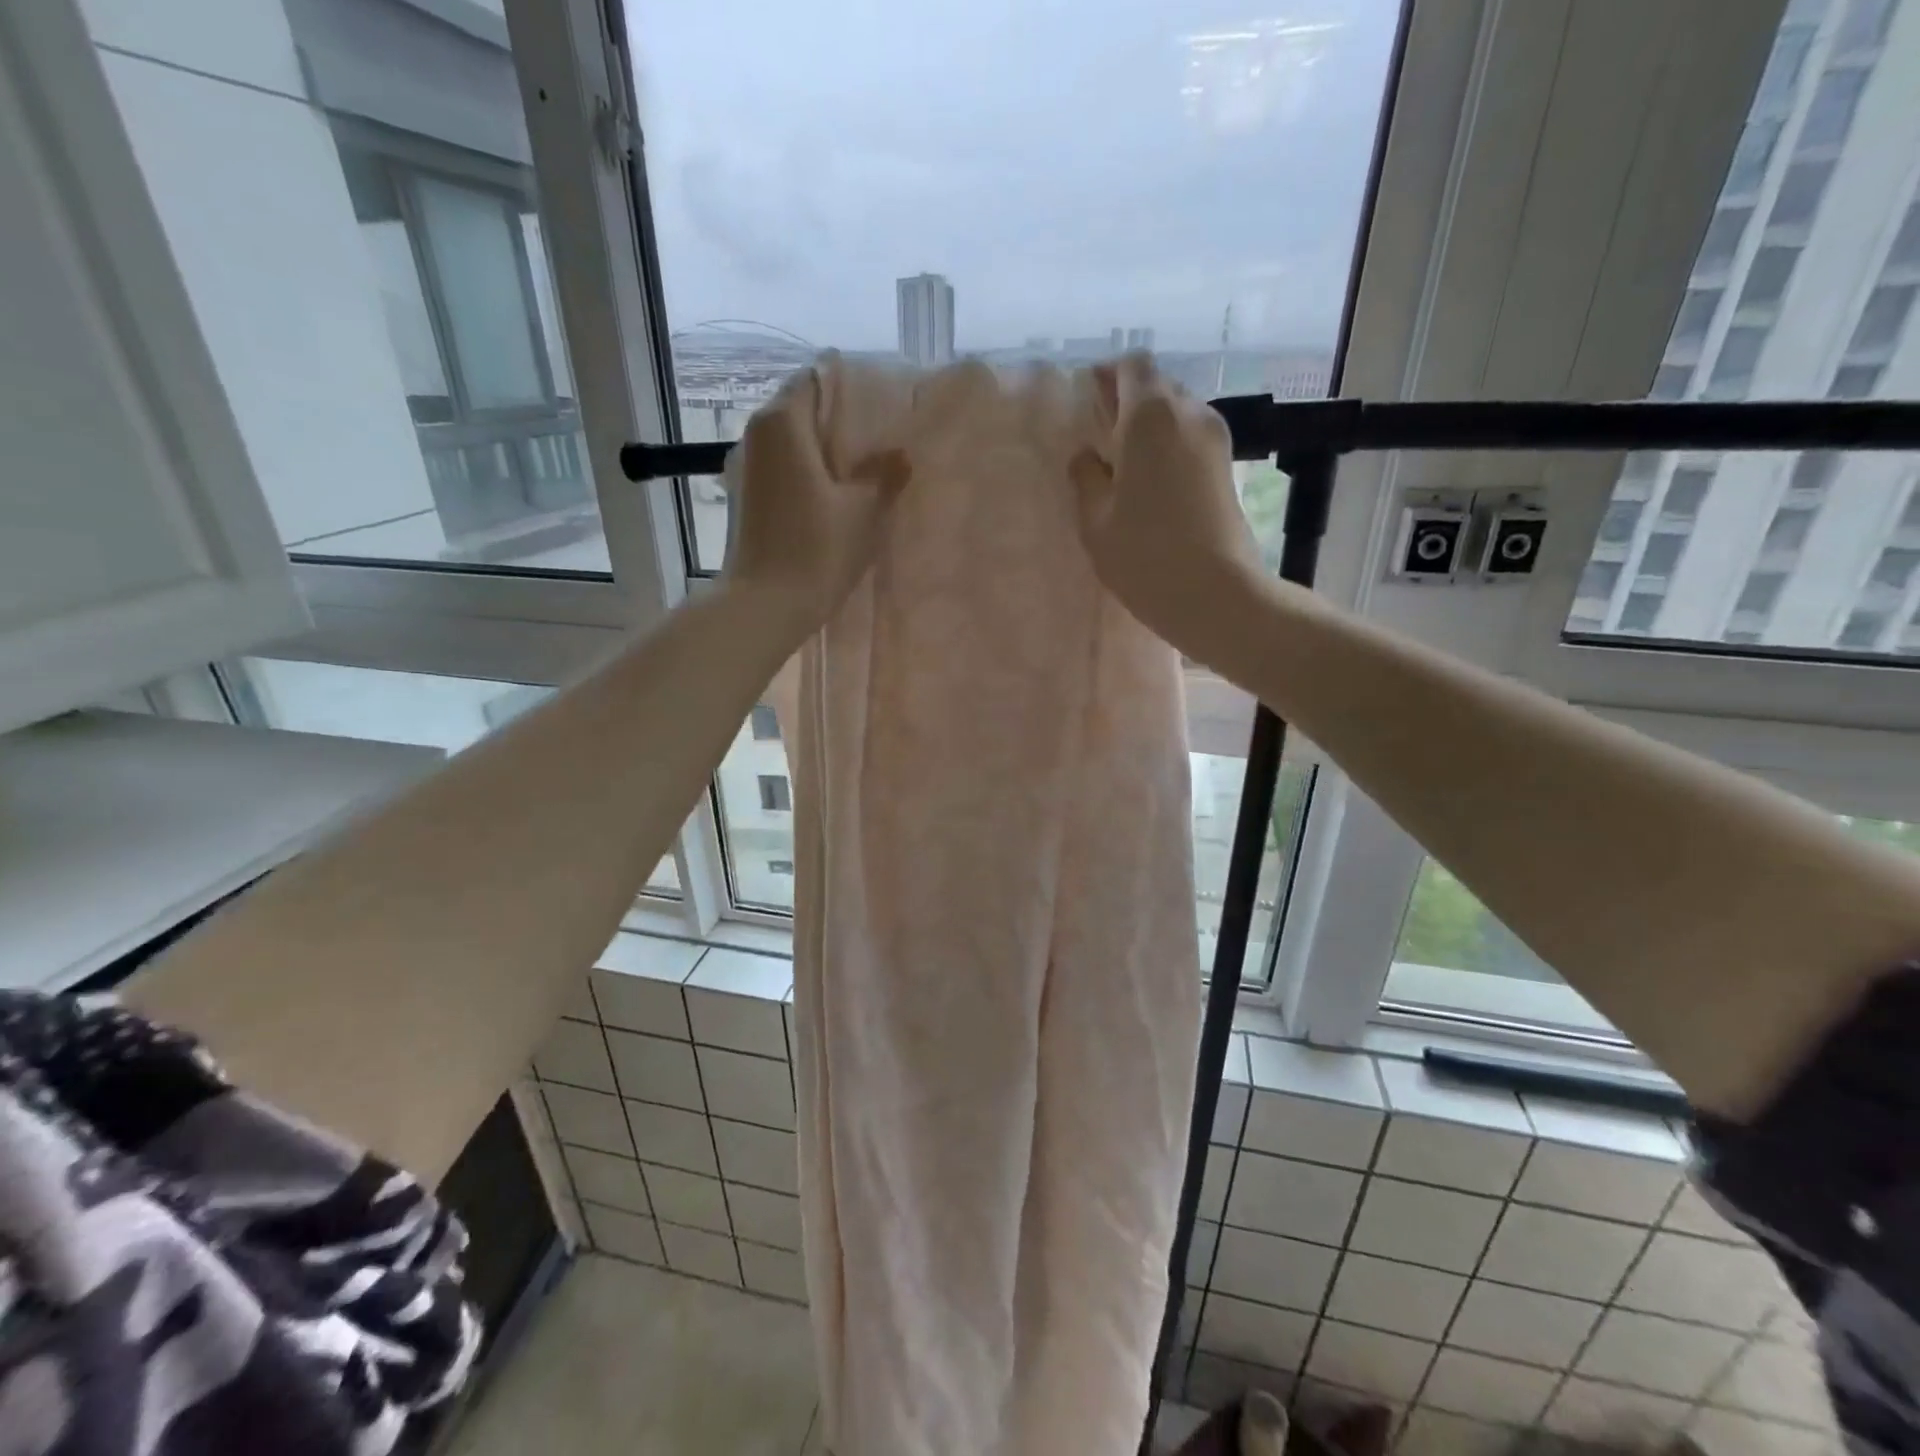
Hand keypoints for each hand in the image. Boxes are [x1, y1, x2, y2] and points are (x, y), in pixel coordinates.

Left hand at [725, 368, 908, 628]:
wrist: (764, 607)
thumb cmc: (816, 551)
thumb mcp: (863, 511)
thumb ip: (883, 475)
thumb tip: (899, 456)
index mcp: (782, 422)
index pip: (816, 378)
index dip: (851, 389)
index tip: (881, 407)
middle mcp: (755, 435)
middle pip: (802, 410)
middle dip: (840, 423)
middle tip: (880, 442)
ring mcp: (744, 468)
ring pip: (791, 444)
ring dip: (824, 453)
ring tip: (863, 471)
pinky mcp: (744, 499)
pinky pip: (782, 470)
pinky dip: (807, 475)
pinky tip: (835, 498)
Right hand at [1071, 357, 1263, 655]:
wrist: (1215, 593)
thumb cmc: (1144, 554)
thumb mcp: (1095, 520)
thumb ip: (1086, 478)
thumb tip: (1088, 456)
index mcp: (1150, 415)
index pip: (1132, 366)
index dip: (1108, 377)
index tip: (1089, 403)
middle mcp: (1189, 413)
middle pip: (1157, 387)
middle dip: (1128, 403)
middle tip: (1103, 441)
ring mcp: (1215, 439)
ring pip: (1177, 414)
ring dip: (1151, 430)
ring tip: (1127, 469)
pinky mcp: (1228, 467)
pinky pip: (1191, 440)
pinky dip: (1170, 449)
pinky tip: (1153, 487)